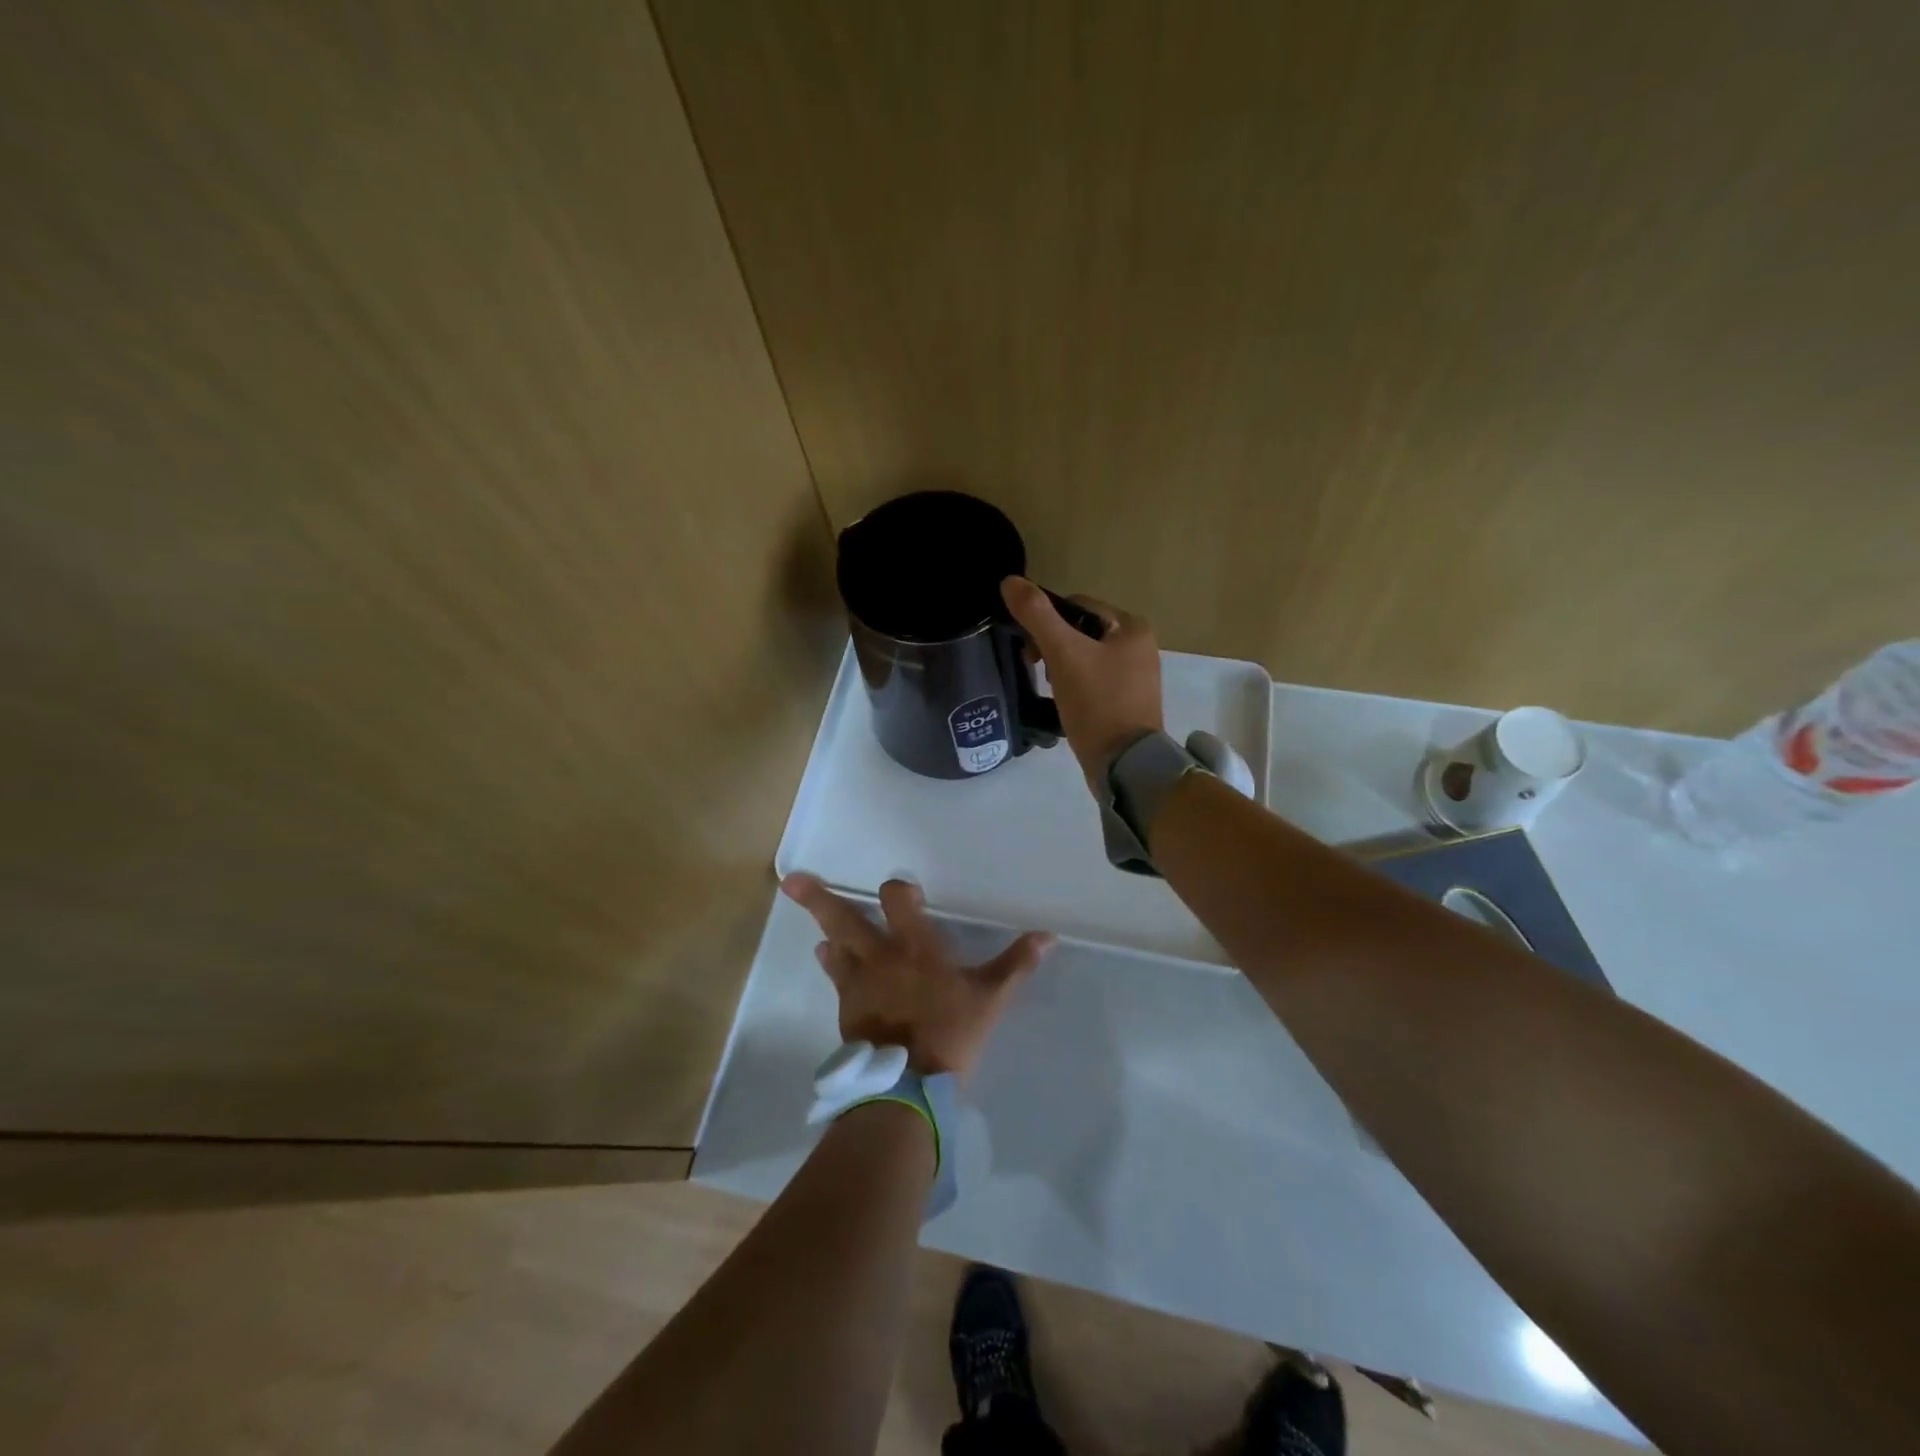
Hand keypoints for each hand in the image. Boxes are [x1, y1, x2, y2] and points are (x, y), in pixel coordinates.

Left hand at [781, 873, 1054, 1080]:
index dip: (899, 890)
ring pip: (833, 947)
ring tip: (818, 926)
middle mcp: (879, 955)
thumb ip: (1016, 964)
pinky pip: (836, 979)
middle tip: (791, 881)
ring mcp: (858, 983)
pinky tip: (829, 962)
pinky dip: (834, 967)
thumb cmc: (950, 1032)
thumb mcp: (990, 997)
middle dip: (817, 898)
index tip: (904, 891)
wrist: (908, 1084)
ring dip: (825, 932)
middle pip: (843, 918)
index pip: (897, 899)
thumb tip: (1048, 935)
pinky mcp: (846, 1009)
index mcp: (914, 945)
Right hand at [1000, 576, 1163, 792]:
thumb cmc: (1096, 702)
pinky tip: (1065, 703)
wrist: (1124, 764)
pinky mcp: (1128, 702)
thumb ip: (1036, 615)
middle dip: (1052, 646)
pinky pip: (1093, 682)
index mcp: (1131, 627)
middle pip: (1080, 631)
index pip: (1077, 605)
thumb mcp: (1063, 654)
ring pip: (1084, 657)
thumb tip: (1009, 580)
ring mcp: (1136, 677)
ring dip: (1061, 667)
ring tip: (1050, 689)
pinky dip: (1074, 686)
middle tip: (1035, 669)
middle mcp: (1140, 646)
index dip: (1046, 621)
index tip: (1029, 649)